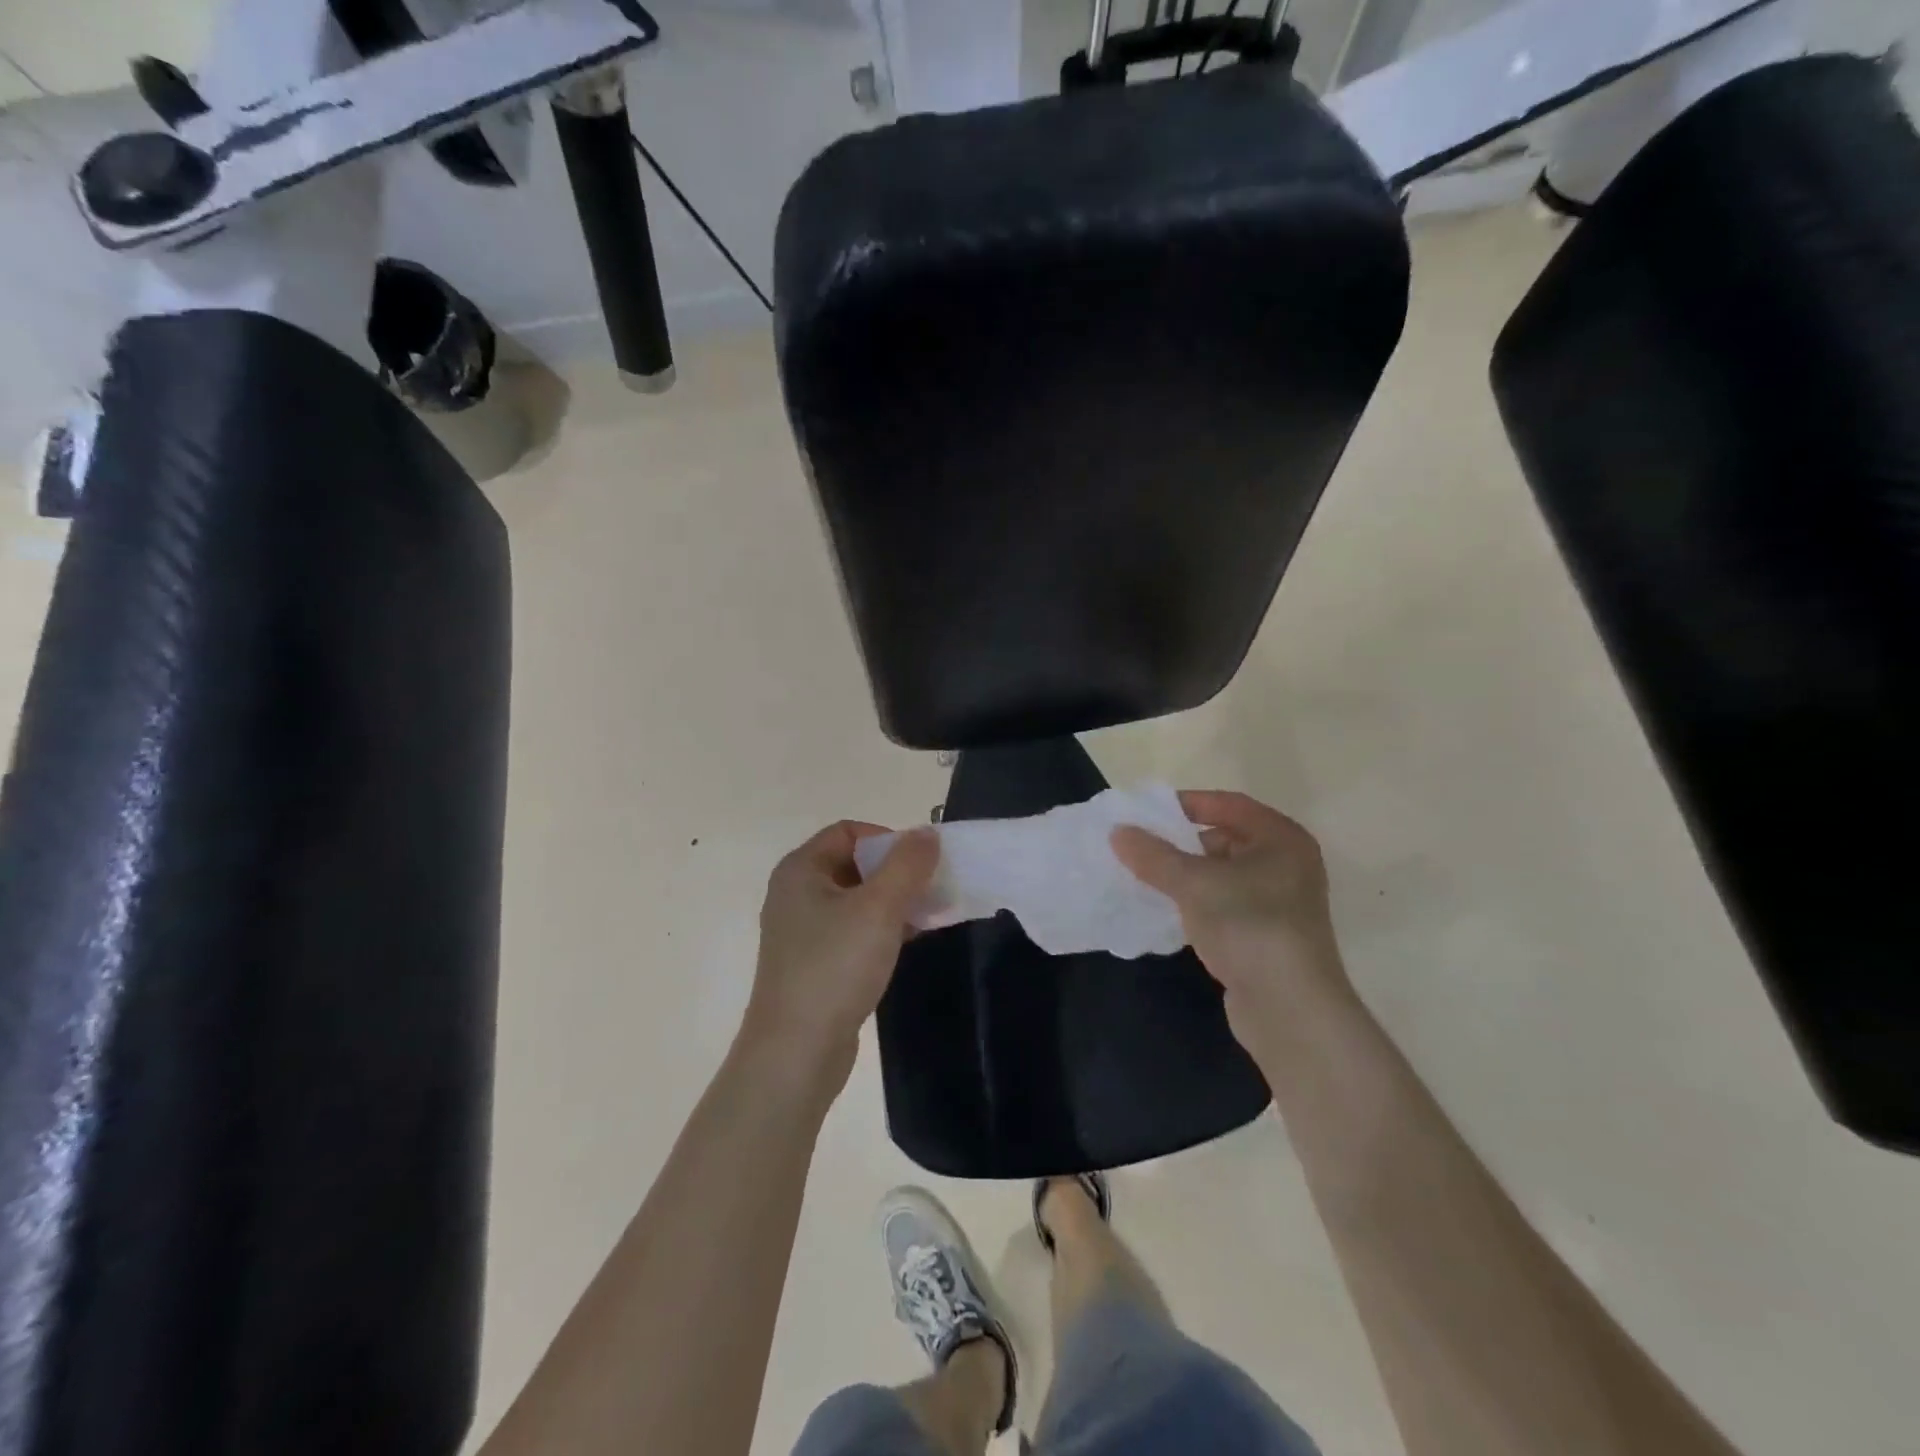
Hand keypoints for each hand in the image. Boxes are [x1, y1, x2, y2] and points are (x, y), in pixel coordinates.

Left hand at [741, 822, 938, 1097]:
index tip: (920, 864)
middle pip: (854, 864)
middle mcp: (796, 894)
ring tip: (929, 917)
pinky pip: (854, 930)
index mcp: (800, 870)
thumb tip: (927, 833)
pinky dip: (882, 929)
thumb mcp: (879, 908)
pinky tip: (910, 943)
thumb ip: (908, 864)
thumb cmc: (835, 967)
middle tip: (932, 890)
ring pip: (857, 900)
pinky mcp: (815, 964)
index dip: (887, 839)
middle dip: (897, 872)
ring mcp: (803, 932)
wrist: (796, 1052)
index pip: (848, 831)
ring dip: (894, 902)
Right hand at [1113, 791, 1352, 1055]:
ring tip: (1144, 877)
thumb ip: (1154, 855)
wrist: (1290, 1009)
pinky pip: (1224, 905)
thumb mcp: (1194, 883)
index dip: (1188, 803)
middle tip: (1141, 846)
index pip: (1229, 804)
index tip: (1147, 811)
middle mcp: (1287, 864)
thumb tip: (1118, 832)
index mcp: (1281, 839)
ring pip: (1222, 875)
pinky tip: (1166, 910)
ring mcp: (1279, 903)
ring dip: (1185, 875)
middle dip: (1182, 842)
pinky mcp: (1267, 935)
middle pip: (1226, 839)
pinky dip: (1196, 902)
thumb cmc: (1249, 926)